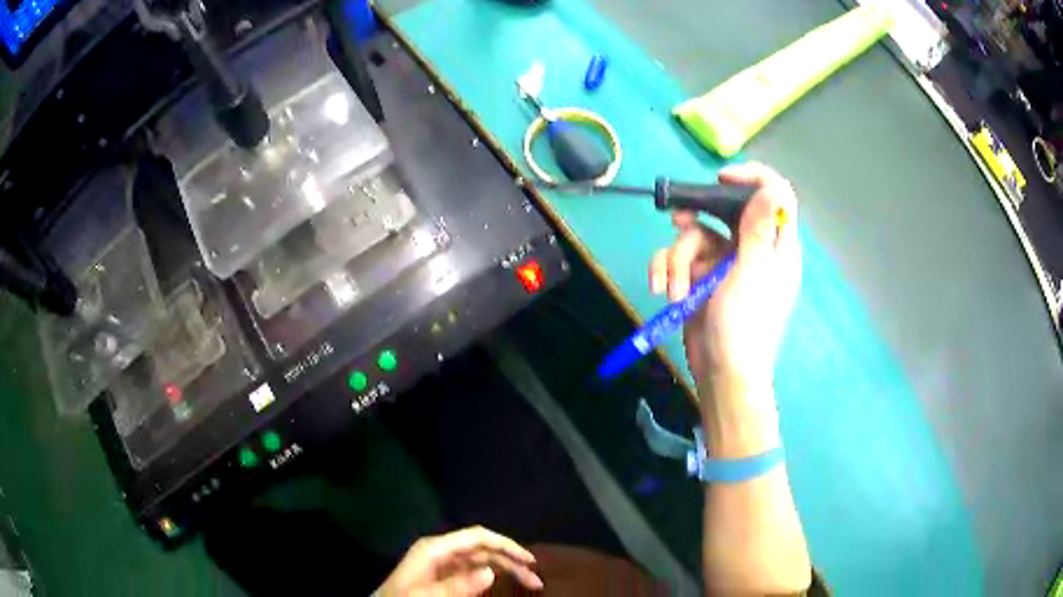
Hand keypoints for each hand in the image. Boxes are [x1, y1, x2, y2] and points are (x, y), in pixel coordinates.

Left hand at [375, 526, 542, 596]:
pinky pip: (472, 570)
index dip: (506, 544)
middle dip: (510, 559)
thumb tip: (491, 572)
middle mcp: (440, 551)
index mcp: (434, 548)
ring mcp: (441, 563)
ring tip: (528, 582)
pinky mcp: (442, 574)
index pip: (476, 537)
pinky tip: (502, 581)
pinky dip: (490, 574)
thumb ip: (455, 586)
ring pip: (480, 559)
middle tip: (536, 579)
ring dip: (504, 568)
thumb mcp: (425, 596)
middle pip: (483, 548)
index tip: (530, 560)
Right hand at [650, 163, 800, 422]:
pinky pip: (680, 259)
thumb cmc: (745, 326)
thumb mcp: (752, 275)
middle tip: (678, 218)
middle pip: (725, 210)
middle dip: (697, 215)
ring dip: (676, 260)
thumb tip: (772, 190)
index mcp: (775, 246)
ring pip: (695, 235)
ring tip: (674, 289)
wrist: (722, 373)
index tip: (722, 179)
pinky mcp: (702, 278)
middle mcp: (751, 248)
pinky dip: (668, 272)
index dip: (752, 179)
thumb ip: (759, 230)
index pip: (775, 196)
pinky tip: (663, 290)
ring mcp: (724, 263)